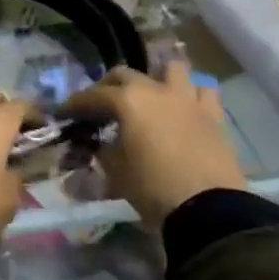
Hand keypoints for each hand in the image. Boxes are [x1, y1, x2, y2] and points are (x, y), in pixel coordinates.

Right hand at [60, 63, 244, 228]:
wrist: (209, 210)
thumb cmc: (153, 188)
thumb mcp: (116, 171)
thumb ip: (103, 150)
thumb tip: (99, 143)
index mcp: (127, 101)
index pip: (92, 96)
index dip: (74, 104)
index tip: (64, 113)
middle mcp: (155, 90)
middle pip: (125, 75)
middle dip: (108, 86)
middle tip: (101, 105)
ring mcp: (187, 99)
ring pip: (171, 69)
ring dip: (156, 77)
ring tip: (149, 95)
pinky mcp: (214, 115)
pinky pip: (203, 91)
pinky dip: (191, 94)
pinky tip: (184, 107)